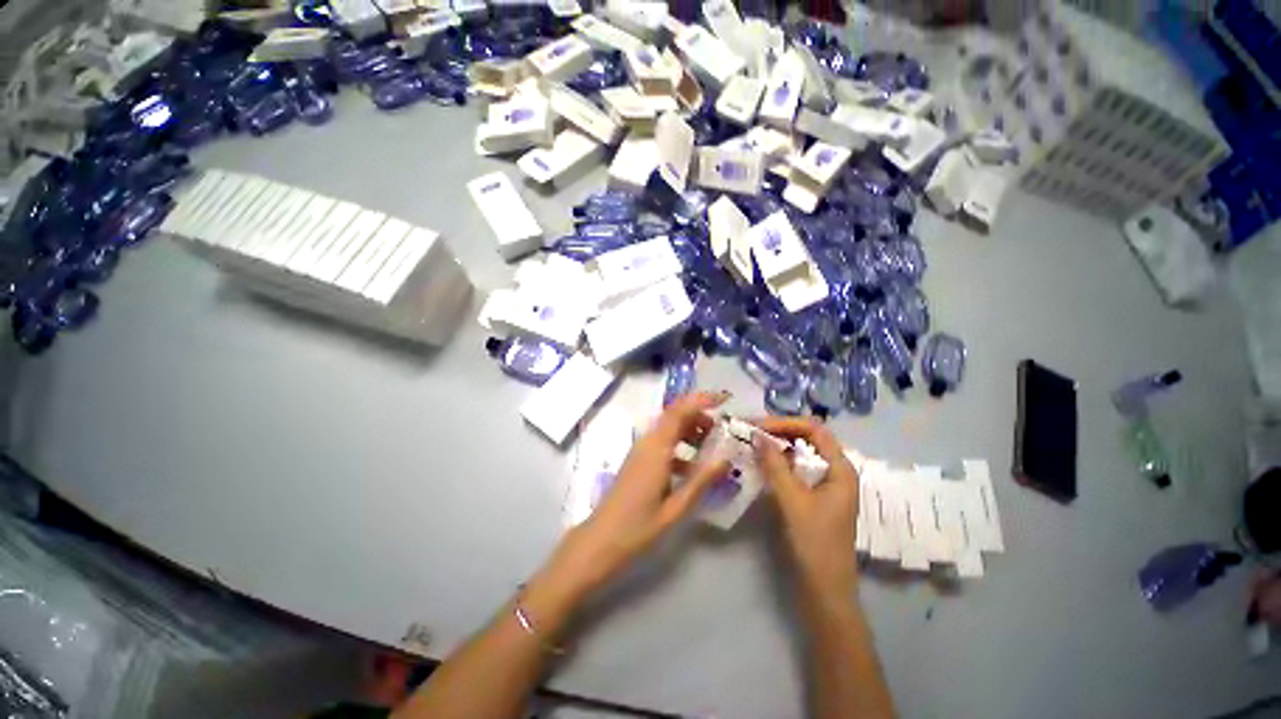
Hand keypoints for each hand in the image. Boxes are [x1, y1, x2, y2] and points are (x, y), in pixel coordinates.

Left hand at [548, 392, 731, 595]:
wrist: (600, 541)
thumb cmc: (638, 527)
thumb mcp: (676, 507)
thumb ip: (701, 481)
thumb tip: (725, 459)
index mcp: (656, 449)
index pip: (679, 411)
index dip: (700, 400)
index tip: (723, 399)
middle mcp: (647, 443)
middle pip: (674, 416)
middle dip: (699, 416)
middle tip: (722, 429)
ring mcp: (641, 451)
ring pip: (668, 429)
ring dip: (690, 430)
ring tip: (712, 445)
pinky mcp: (638, 461)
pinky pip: (662, 444)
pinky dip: (680, 446)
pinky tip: (693, 467)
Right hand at [753, 417, 860, 601]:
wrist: (825, 589)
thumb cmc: (815, 543)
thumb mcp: (792, 501)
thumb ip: (775, 465)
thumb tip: (758, 434)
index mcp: (841, 469)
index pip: (815, 429)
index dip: (786, 423)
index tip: (758, 425)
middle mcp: (836, 472)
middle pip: (809, 438)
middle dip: (781, 431)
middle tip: (753, 431)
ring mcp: (827, 485)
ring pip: (803, 453)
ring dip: (779, 444)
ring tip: (754, 442)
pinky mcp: (816, 496)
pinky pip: (798, 468)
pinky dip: (781, 461)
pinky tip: (764, 463)